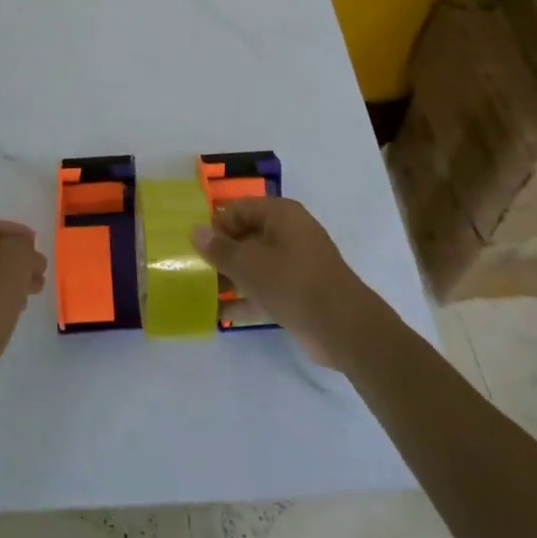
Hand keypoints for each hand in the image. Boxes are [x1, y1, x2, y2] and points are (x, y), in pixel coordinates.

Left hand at [0, 219, 46, 404]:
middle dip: (17, 258)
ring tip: (35, 290)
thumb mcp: (13, 260)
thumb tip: (25, 253)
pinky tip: (18, 309)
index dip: (16, 231)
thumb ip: (22, 247)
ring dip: (12, 279)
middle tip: (40, 270)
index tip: (37, 243)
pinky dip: (2, 299)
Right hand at [192, 198, 377, 366]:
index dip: (214, 226)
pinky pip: (265, 289)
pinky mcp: (298, 292)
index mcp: (280, 214)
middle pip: (245, 236)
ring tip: (200, 293)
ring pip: (254, 265)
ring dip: (230, 278)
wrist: (344, 328)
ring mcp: (295, 264)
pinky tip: (220, 314)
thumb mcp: (249, 264)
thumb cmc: (293, 283)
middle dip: (220, 254)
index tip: (193, 247)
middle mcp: (288, 233)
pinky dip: (245, 299)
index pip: (237, 209)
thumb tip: (195, 231)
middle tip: (193, 270)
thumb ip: (219, 249)